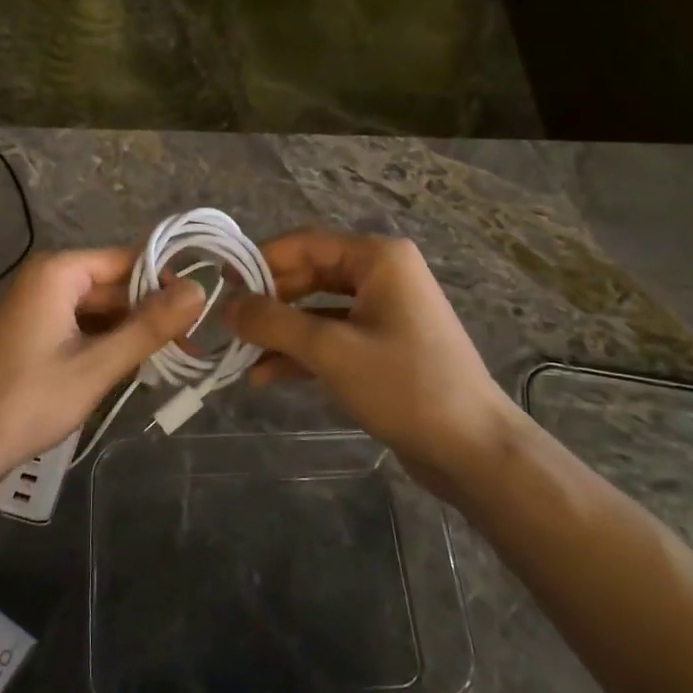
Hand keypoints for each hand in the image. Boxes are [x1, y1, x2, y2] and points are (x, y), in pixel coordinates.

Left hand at [0, 248, 204, 499]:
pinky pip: (84, 325)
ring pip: (102, 308)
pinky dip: (109, 343)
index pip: (127, 260)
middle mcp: (47, 278)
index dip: (165, 283)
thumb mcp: (97, 366)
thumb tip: (200, 290)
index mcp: (58, 273)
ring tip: (174, 359)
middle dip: (151, 313)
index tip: (201, 311)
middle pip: (115, 285)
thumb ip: (148, 327)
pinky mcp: (36, 331)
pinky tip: (135, 367)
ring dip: (132, 332)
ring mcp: (39, 305)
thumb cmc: (29, 402)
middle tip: (192, 345)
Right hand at [224, 230, 521, 494]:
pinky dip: (300, 353)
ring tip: (238, 357)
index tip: (220, 287)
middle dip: (267, 302)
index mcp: (378, 258)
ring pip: (315, 310)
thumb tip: (225, 306)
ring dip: (279, 332)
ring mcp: (383, 312)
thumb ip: (273, 322)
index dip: (259, 262)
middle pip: (307, 276)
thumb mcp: (331, 350)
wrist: (471, 448)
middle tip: (226, 326)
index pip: (303, 244)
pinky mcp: (381, 347)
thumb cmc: (404, 385)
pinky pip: (331, 338)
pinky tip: (265, 377)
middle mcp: (381, 275)